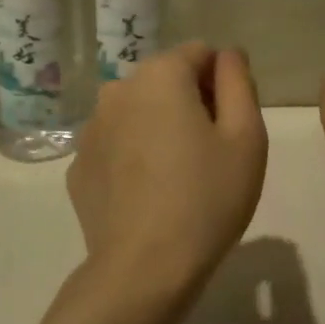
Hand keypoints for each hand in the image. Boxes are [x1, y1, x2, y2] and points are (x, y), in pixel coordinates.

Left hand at [67, 42, 268, 293]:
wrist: (144, 270)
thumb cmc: (207, 198)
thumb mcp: (246, 136)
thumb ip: (239, 82)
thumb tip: (227, 55)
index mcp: (160, 75)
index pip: (201, 54)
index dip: (223, 84)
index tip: (231, 126)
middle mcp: (118, 90)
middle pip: (166, 80)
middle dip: (191, 102)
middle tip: (210, 154)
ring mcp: (90, 129)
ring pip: (138, 112)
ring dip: (160, 128)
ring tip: (178, 177)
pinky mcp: (77, 166)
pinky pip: (116, 145)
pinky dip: (133, 156)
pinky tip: (148, 195)